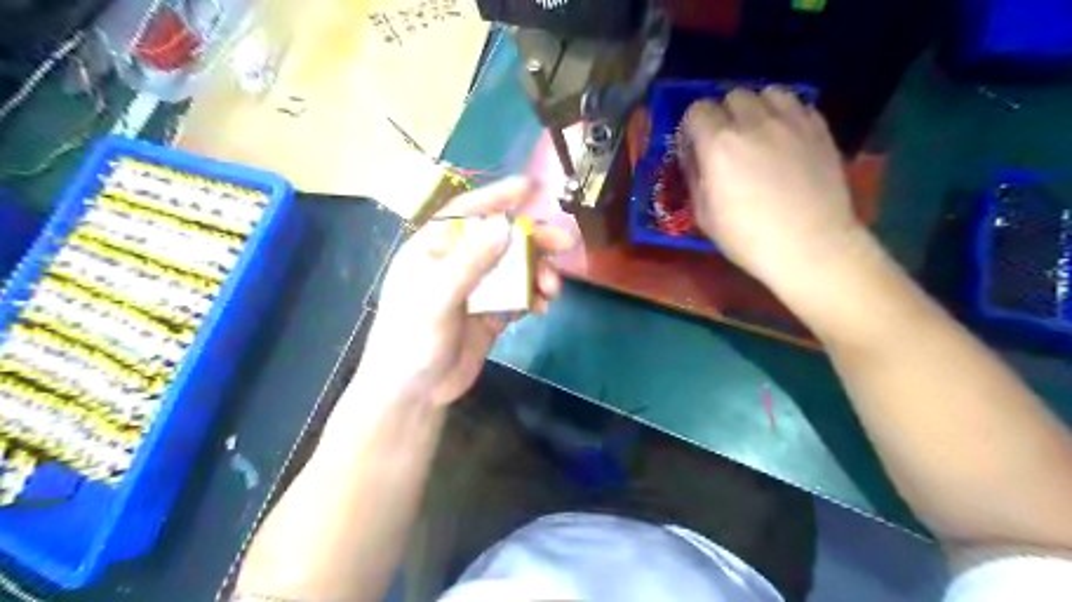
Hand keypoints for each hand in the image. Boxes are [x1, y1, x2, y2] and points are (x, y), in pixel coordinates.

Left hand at [358, 177, 577, 406]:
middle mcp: (455, 265)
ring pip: (514, 269)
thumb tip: (505, 227)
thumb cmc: (411, 343)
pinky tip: (544, 307)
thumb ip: (469, 264)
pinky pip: (518, 297)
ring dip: (538, 273)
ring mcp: (475, 291)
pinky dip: (534, 298)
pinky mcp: (489, 314)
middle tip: (566, 243)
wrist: (414, 396)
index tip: (531, 187)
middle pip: (499, 241)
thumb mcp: (435, 301)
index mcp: (432, 251)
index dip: (497, 197)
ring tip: (554, 289)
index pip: (466, 214)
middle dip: (533, 241)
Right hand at [682, 86, 865, 288]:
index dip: (692, 127)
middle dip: (723, 115)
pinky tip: (785, 138)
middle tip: (727, 142)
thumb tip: (695, 156)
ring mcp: (791, 121)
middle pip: (732, 96)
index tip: (696, 147)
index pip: (697, 109)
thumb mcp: (704, 215)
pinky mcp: (819, 127)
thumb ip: (694, 177)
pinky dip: (785, 113)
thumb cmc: (748, 238)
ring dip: (756, 108)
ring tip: (759, 133)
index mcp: (719, 144)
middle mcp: (754, 122)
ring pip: (767, 92)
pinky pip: (797, 103)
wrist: (809, 246)